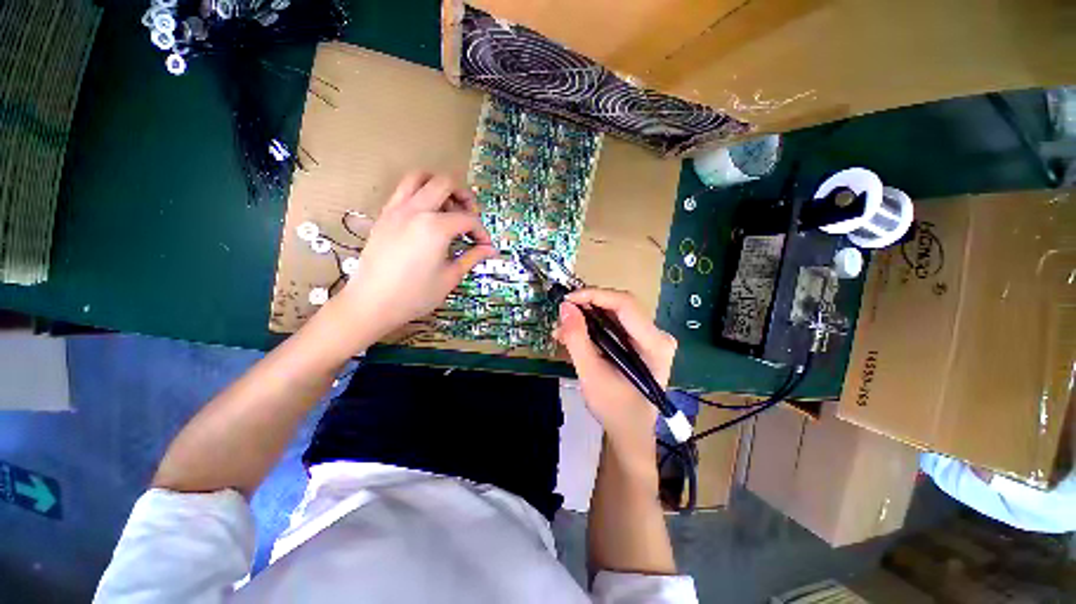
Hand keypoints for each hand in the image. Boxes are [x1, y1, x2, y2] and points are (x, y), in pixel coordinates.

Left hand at [329, 172, 496, 343]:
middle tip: (470, 215)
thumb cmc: (415, 294)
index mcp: (435, 227)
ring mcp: (396, 209)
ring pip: (419, 177)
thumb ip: (472, 257)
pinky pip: (403, 190)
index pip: (468, 219)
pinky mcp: (384, 215)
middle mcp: (416, 210)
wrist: (372, 303)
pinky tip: (426, 215)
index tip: (485, 246)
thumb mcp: (450, 277)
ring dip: (438, 186)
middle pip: (445, 183)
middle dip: (464, 196)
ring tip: (448, 206)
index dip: (481, 232)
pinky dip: (419, 193)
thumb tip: (490, 250)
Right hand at [555, 289, 676, 454]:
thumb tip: (565, 307)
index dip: (595, 295)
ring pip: (615, 313)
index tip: (567, 299)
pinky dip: (593, 325)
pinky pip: (615, 324)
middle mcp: (658, 335)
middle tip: (562, 314)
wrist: (630, 431)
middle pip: (620, 305)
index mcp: (655, 343)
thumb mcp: (590, 374)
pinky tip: (575, 334)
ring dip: (588, 316)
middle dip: (588, 306)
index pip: (625, 304)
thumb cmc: (614, 408)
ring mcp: (651, 337)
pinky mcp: (641, 342)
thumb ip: (577, 339)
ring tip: (563, 328)